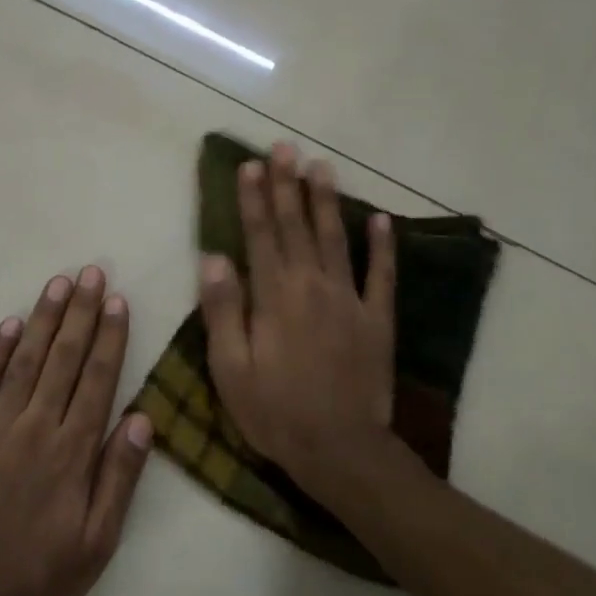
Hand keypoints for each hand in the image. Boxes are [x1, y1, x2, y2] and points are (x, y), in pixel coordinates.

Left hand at [0, 266, 153, 595]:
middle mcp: (33, 429)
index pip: (96, 380)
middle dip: (80, 313)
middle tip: (91, 272)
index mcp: (71, 453)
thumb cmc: (39, 581)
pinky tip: (9, 326)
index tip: (117, 301)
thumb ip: (119, 478)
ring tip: (58, 284)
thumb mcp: (97, 544)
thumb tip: (141, 418)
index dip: (109, 337)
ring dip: (42, 320)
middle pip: (62, 359)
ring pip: (23, 361)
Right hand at [199, 144, 396, 499]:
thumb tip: (213, 258)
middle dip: (288, 185)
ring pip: (336, 239)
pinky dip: (382, 246)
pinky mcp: (378, 320)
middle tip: (285, 147)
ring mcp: (350, 300)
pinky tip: (380, 219)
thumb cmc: (275, 412)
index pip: (260, 236)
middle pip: (297, 227)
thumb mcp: (231, 369)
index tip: (250, 165)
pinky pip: (382, 275)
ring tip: (322, 166)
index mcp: (275, 297)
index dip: (254, 199)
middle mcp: (313, 286)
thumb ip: (223, 311)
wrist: (340, 448)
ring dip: (327, 201)